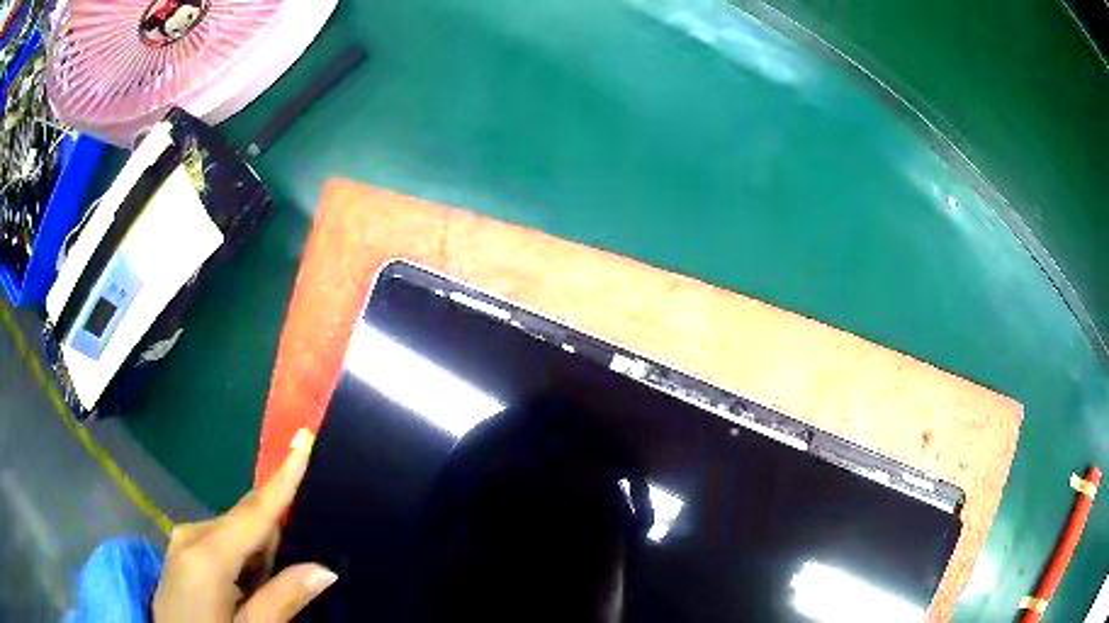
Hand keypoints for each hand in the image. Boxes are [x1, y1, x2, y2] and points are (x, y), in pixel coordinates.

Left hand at [153, 431, 334, 621]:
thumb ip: (283, 599)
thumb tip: (325, 569)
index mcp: (207, 556)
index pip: (254, 513)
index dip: (282, 479)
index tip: (301, 440)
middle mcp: (191, 535)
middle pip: (245, 520)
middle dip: (270, 540)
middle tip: (277, 585)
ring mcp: (181, 540)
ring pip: (234, 532)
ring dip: (254, 556)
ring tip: (253, 599)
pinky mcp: (179, 550)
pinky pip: (219, 540)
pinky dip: (238, 559)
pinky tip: (237, 592)